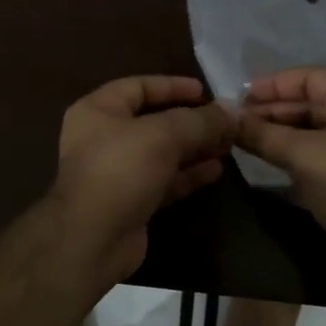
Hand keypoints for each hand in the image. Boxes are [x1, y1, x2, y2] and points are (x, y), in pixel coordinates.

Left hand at [50, 76, 234, 282]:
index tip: (206, 91)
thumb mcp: (163, 135)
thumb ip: (199, 121)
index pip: (139, 86)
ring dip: (194, 148)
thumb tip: (233, 110)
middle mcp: (103, 137)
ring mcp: (116, 172)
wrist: (93, 239)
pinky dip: (187, 174)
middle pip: (153, 121)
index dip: (173, 86)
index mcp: (98, 110)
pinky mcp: (130, 201)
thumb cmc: (121, 170)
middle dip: (191, 121)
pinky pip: (163, 180)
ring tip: (228, 145)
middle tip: (225, 122)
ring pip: (161, 152)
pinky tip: (215, 170)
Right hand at [236, 66, 325, 292]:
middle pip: (310, 100)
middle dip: (272, 108)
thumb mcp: (304, 157)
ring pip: (310, 126)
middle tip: (235, 120)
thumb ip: (264, 135)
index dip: (274, 84)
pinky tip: (263, 154)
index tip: (239, 97)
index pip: (311, 78)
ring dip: (278, 129)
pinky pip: (315, 148)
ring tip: (242, 136)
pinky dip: (290, 148)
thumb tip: (227, 118)